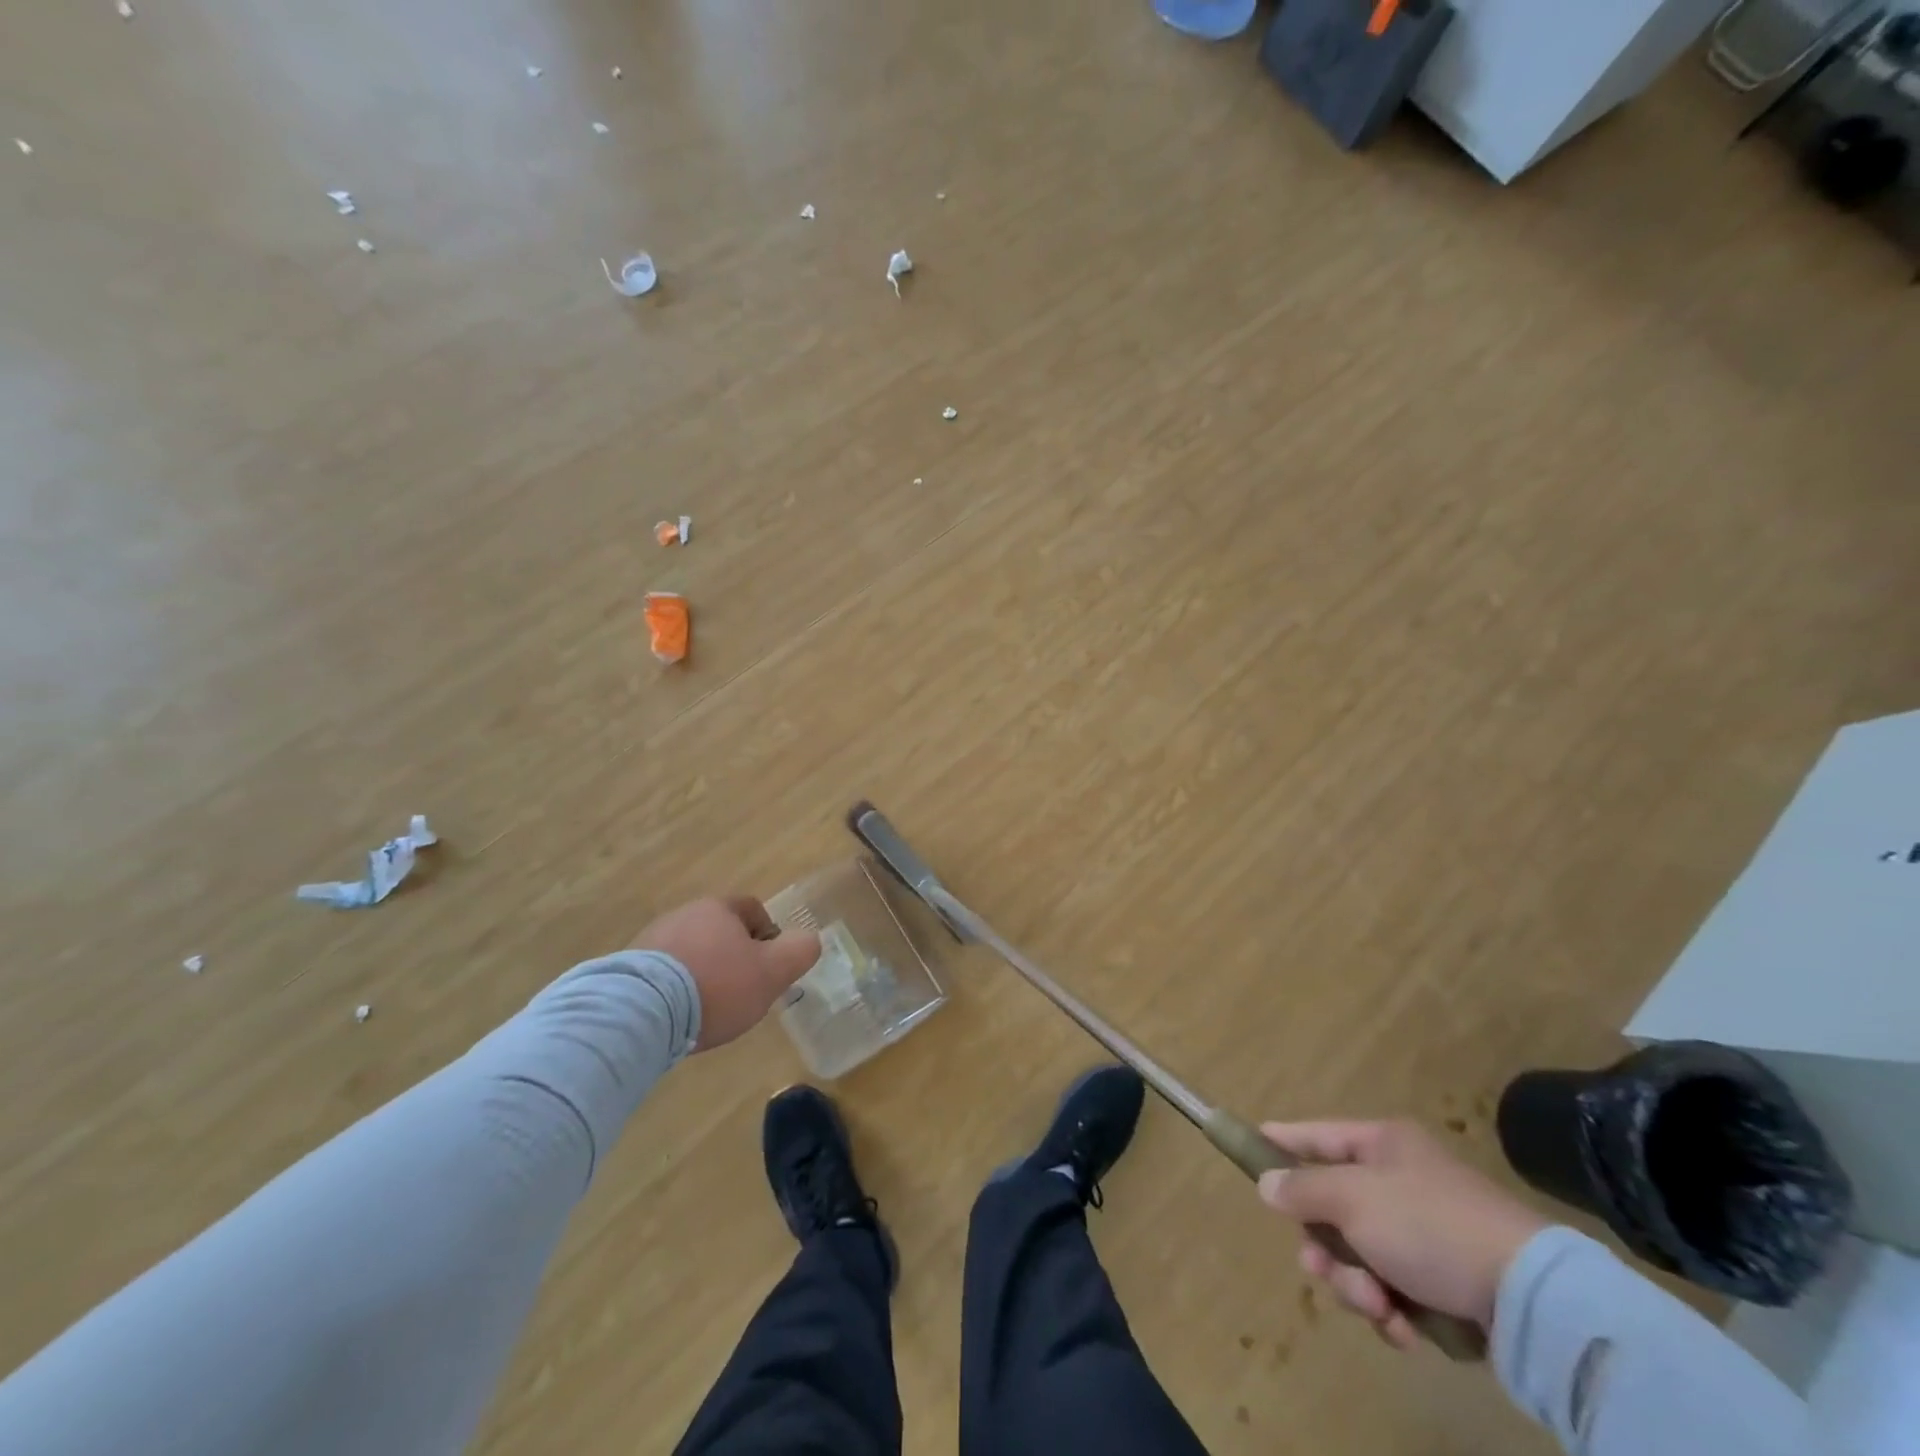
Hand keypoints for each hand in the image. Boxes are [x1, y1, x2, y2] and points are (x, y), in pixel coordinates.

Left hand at [633, 897, 820, 1051]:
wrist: (640, 1012)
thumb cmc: (717, 985)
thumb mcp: (773, 971)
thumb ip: (799, 951)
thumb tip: (810, 940)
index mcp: (718, 908)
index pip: (752, 909)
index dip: (768, 935)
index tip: (770, 966)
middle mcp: (683, 914)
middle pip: (719, 931)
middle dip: (733, 957)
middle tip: (743, 990)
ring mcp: (650, 941)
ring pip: (690, 952)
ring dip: (702, 973)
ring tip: (709, 1009)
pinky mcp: (625, 970)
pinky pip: (662, 975)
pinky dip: (675, 990)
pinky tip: (679, 1017)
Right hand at [1256, 1119, 1548, 1349]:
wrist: (1530, 1298)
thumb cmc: (1428, 1225)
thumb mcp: (1352, 1199)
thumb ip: (1302, 1189)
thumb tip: (1267, 1185)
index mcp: (1383, 1145)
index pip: (1318, 1135)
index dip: (1283, 1141)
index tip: (1250, 1145)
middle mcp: (1402, 1182)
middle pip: (1335, 1208)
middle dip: (1325, 1246)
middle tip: (1320, 1266)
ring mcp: (1427, 1234)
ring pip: (1361, 1257)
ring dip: (1358, 1286)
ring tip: (1378, 1306)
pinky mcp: (1448, 1284)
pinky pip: (1396, 1292)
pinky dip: (1393, 1312)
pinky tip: (1405, 1328)